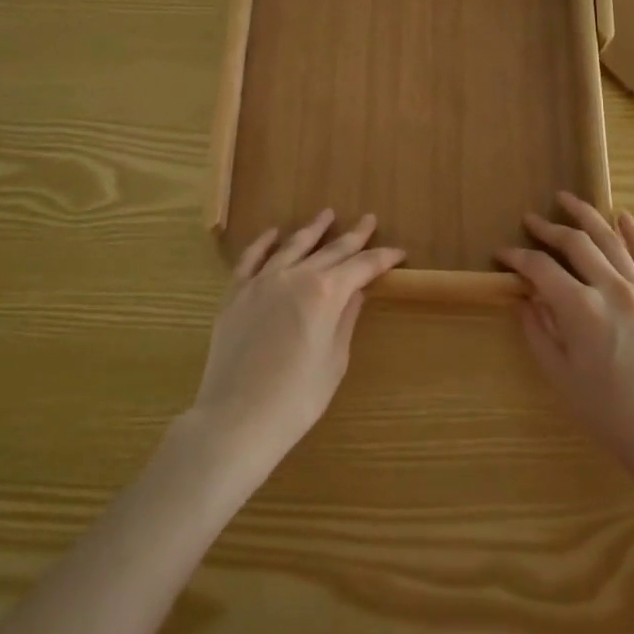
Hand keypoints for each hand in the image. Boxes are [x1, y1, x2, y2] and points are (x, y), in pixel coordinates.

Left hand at [185, 210, 403, 477]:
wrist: (236, 419)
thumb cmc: (296, 399)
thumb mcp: (334, 361)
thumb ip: (346, 319)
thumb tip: (357, 291)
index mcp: (325, 293)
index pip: (362, 266)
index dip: (382, 258)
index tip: (398, 252)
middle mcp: (295, 276)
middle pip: (331, 250)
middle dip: (354, 236)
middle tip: (369, 219)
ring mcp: (261, 281)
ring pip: (292, 246)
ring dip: (312, 229)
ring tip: (327, 214)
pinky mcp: (235, 293)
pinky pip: (251, 258)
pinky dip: (264, 242)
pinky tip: (274, 233)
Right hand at [498, 193, 633, 483]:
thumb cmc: (607, 413)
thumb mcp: (560, 376)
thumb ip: (539, 330)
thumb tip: (527, 299)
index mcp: (581, 309)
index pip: (541, 268)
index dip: (518, 257)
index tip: (502, 254)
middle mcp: (613, 290)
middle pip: (576, 243)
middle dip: (549, 227)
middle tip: (530, 218)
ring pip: (612, 241)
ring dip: (587, 216)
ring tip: (568, 199)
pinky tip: (624, 217)